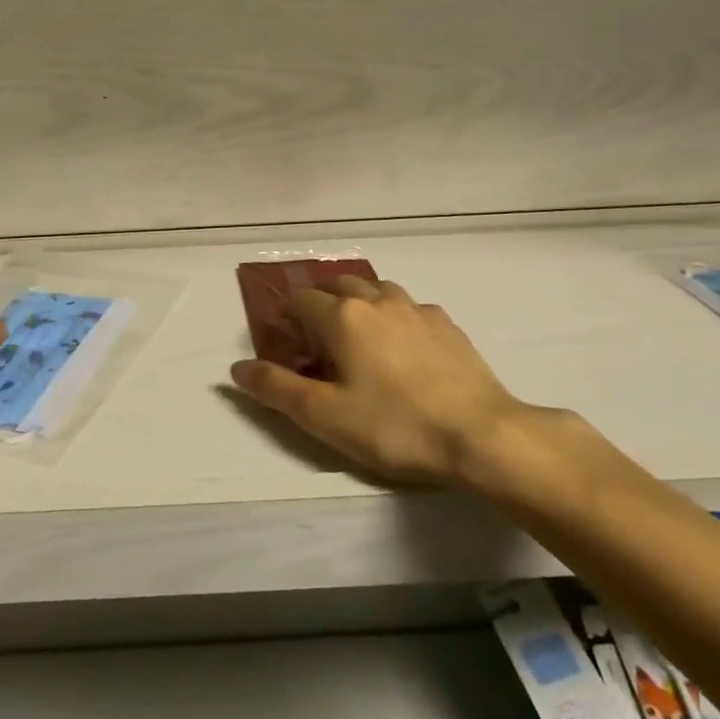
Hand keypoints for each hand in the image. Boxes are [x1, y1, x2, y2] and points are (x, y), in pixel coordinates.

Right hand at [229, 275, 547, 487]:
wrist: (481, 435)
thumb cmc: (394, 426)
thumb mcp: (324, 416)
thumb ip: (276, 388)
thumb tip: (237, 368)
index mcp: (343, 316)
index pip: (302, 300)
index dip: (289, 317)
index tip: (289, 343)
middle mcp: (377, 300)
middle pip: (339, 283)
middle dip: (321, 300)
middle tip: (318, 336)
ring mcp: (417, 309)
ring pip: (378, 289)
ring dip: (360, 301)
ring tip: (359, 334)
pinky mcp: (448, 325)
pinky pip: (410, 307)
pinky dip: (395, 316)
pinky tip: (403, 346)